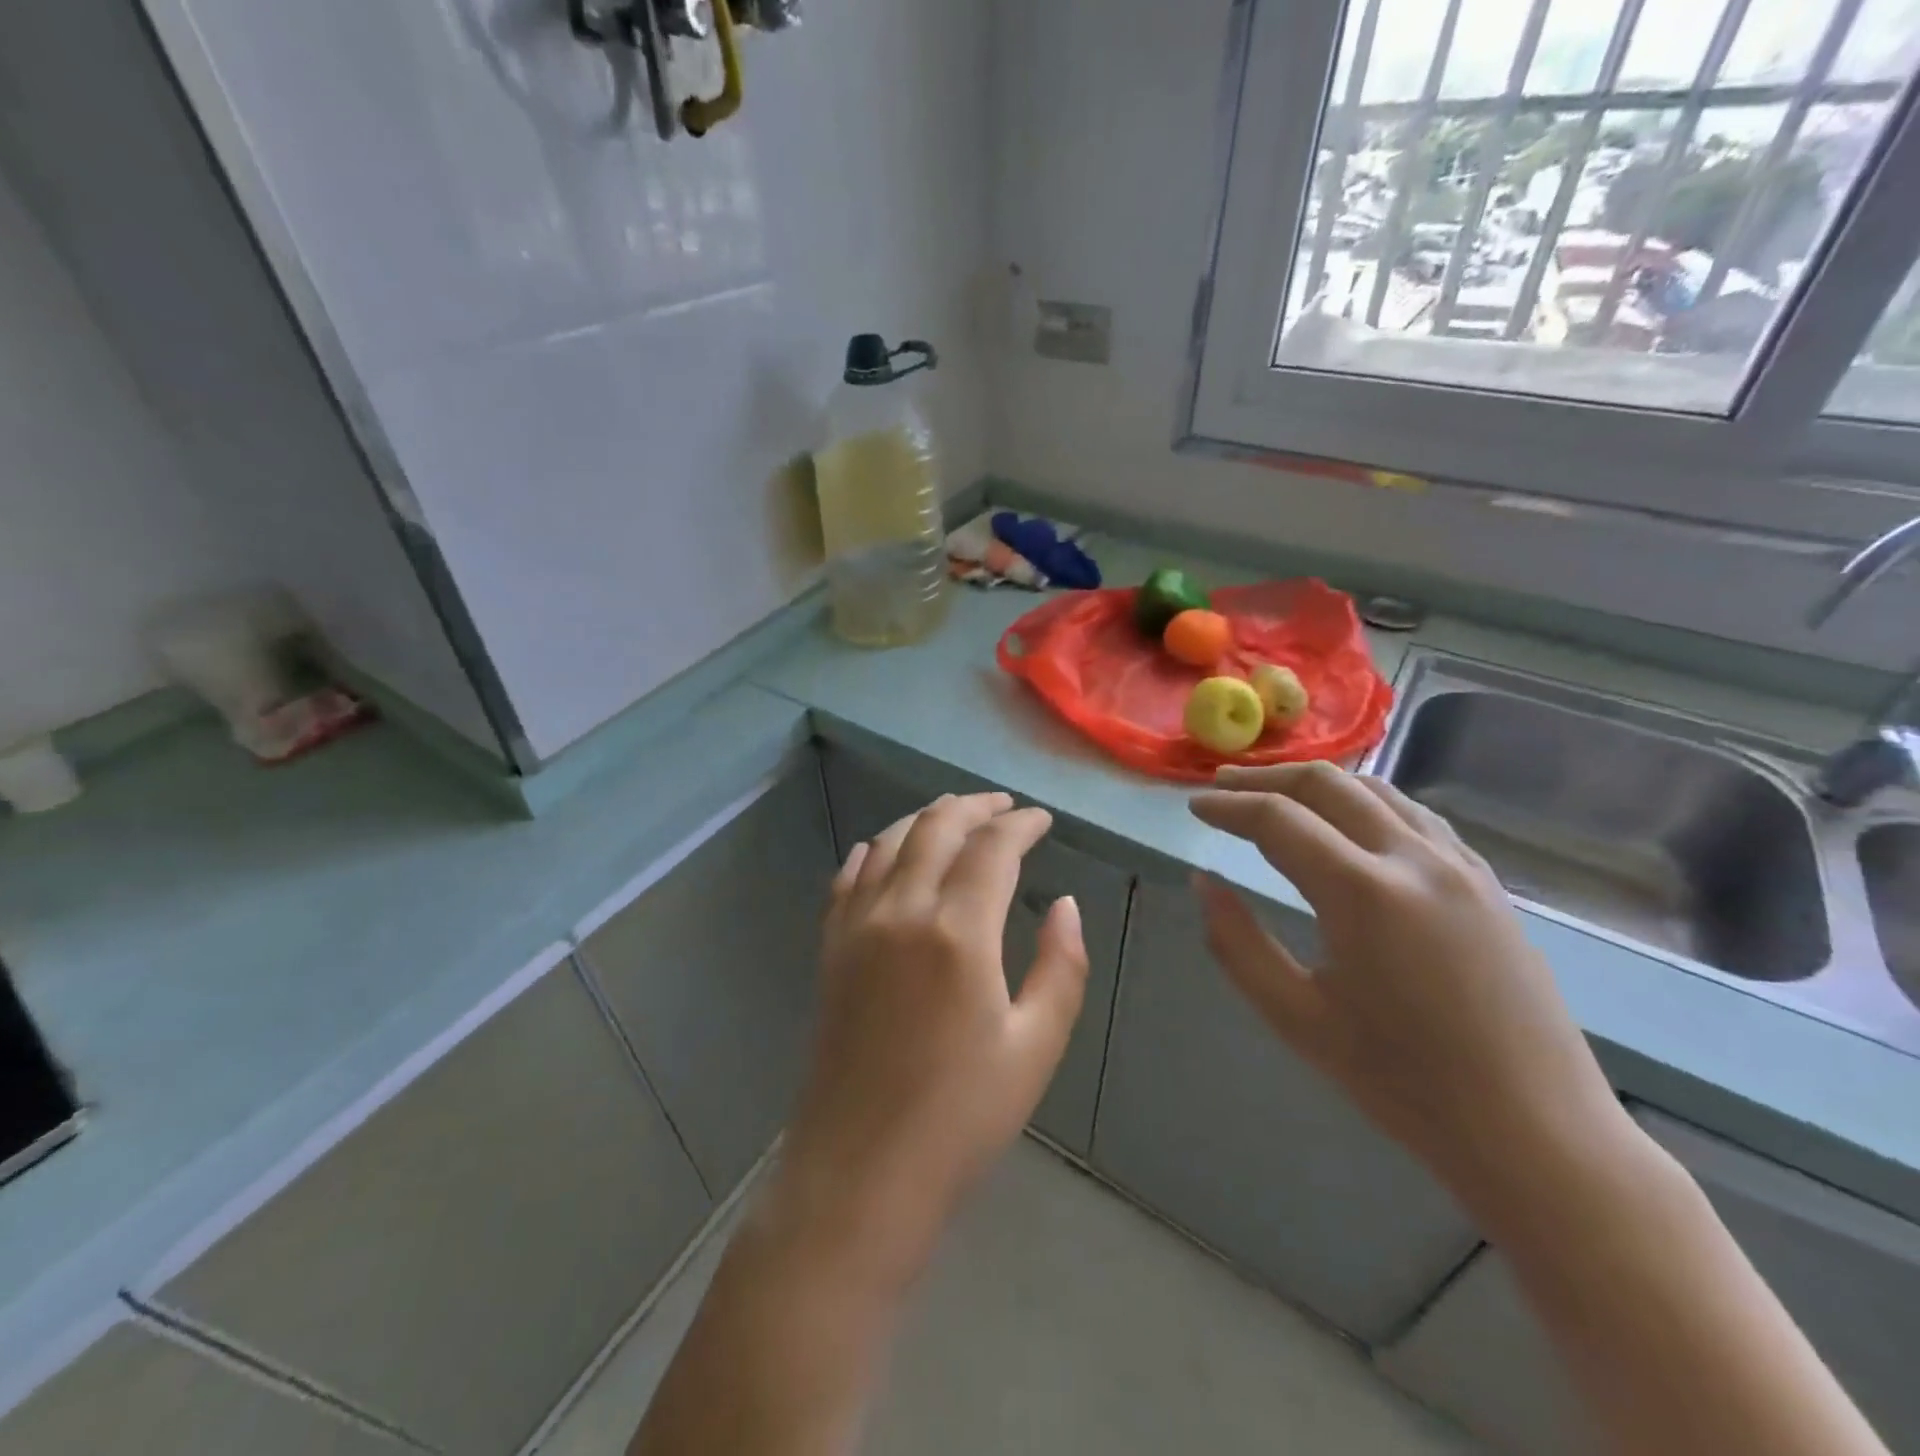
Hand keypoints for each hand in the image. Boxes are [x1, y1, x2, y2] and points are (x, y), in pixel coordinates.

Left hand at [779, 792, 1089, 1283]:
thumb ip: (1059, 966)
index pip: (992, 848)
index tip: (1041, 819)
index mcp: (957, 932)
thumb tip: (1064, 905)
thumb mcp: (1035, 1047)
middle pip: (937, 828)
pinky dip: (874, 849)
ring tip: (955, 815)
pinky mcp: (831, 947)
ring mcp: (857, 926)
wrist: (859, 1172)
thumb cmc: (960, 1117)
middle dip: (974, 806)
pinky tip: (886, 849)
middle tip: (1003, 806)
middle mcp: (901, 911)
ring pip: (890, 841)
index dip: (1020, 824)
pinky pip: (849, 875)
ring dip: (926, 819)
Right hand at [1190, 763, 1630, 1214]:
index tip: (1194, 807)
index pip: (1278, 820)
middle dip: (1266, 779)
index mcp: (1363, 893)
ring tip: (1277, 793)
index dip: (1229, 807)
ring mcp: (1459, 866)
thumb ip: (1237, 943)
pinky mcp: (1486, 882)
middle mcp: (1413, 860)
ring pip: (1376, 790)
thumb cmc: (1403, 1082)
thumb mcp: (1297, 1017)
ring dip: (1317, 783)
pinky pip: (1416, 816)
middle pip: (1327, 785)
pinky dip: (1367, 801)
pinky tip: (1350, 821)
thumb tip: (1202, 883)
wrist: (1534, 1131)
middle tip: (1223, 785)